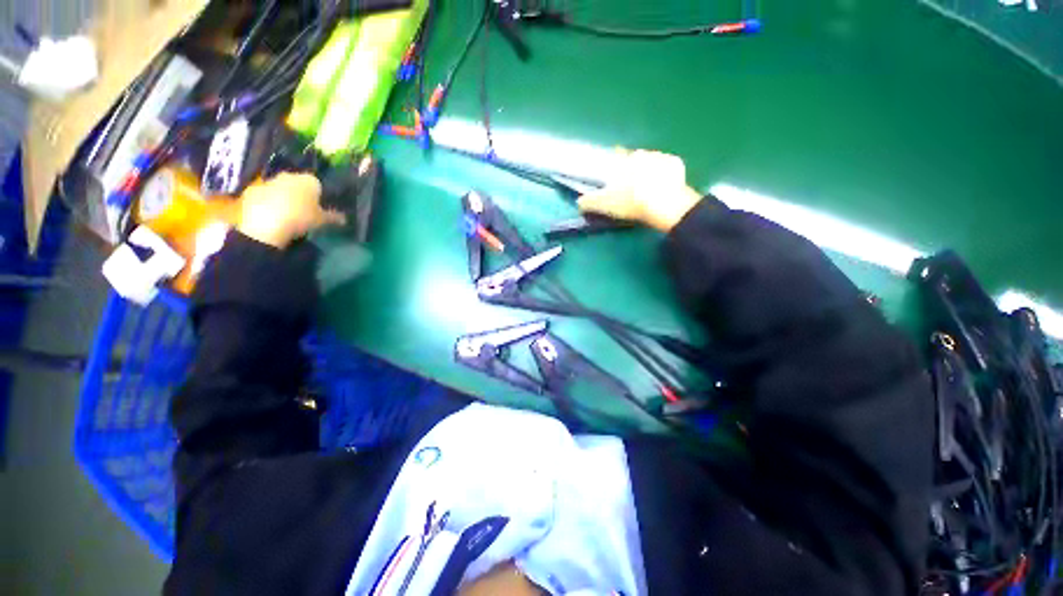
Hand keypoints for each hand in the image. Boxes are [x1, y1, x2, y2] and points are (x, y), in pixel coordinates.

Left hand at [237, 173, 345, 248]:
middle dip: (301, 194)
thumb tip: (345, 219)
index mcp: (309, 180)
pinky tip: (272, 215)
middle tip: (305, 210)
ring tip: (288, 214)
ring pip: (281, 188)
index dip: (319, 196)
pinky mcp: (253, 190)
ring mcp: (269, 181)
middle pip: (298, 184)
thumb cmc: (301, 218)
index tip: (320, 207)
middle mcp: (290, 175)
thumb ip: (334, 217)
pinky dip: (269, 202)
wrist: (266, 224)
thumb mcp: (322, 221)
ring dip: (284, 197)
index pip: (318, 184)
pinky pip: (265, 195)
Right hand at [577, 149, 702, 231]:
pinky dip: (665, 176)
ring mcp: (661, 157)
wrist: (664, 204)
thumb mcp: (605, 205)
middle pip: (634, 159)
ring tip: (647, 189)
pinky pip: (668, 168)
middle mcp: (641, 153)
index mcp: (623, 160)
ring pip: (651, 161)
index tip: (615, 175)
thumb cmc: (631, 202)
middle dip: (633, 169)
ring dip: (649, 171)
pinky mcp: (677, 164)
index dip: (614, 164)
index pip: (616, 155)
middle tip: (632, 187)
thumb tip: (579, 202)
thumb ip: (589, 202)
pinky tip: (662, 188)